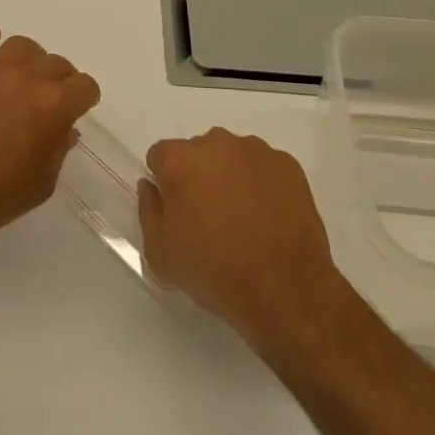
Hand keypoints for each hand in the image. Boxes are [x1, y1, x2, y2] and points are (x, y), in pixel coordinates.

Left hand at [0, 29, 100, 250]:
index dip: (85, 97)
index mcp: (53, 105)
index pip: (84, 85)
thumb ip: (58, 149)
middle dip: (60, 79)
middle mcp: (26, 77)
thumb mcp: (42, 183)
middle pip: (56, 63)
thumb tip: (65, 128)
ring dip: (29, 59)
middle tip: (49, 98)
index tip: (78, 107)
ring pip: (21, 45)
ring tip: (22, 75)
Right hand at [139, 129, 342, 353]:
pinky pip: (263, 167)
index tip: (178, 212)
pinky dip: (261, 184)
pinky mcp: (286, 163)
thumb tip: (151, 186)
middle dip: (198, 177)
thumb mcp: (162, 255)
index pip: (160, 156)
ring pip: (231, 156)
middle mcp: (215, 143)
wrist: (286, 291)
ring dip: (230, 177)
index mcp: (180, 160)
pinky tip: (268, 218)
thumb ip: (148, 210)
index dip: (165, 183)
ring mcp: (254, 150)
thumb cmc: (216, 273)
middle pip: (197, 152)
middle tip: (210, 218)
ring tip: (244, 220)